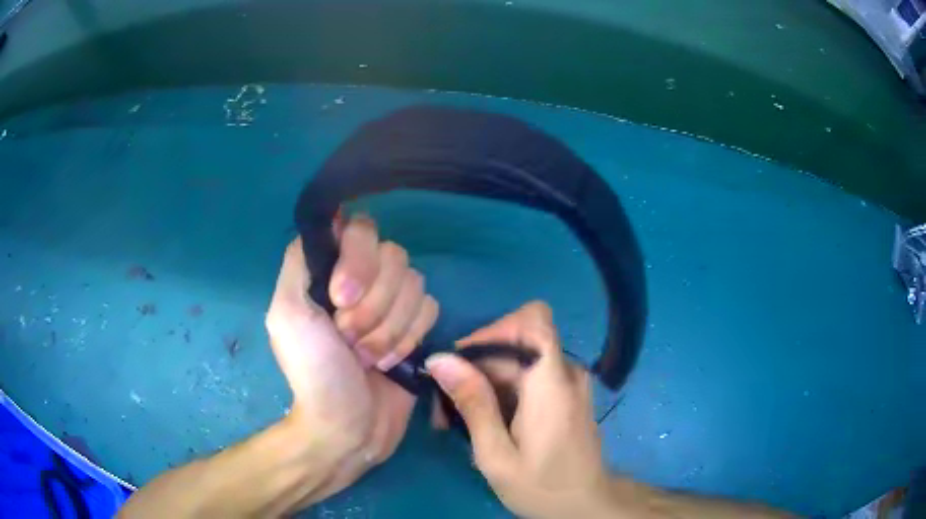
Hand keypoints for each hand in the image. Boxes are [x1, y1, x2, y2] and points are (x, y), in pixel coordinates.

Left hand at [265, 215, 436, 503]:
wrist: (350, 425)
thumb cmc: (314, 372)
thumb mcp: (287, 313)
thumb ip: (300, 261)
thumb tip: (332, 221)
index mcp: (328, 269)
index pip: (359, 228)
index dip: (358, 261)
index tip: (341, 301)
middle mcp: (362, 277)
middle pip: (394, 256)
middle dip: (373, 307)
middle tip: (349, 340)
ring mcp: (392, 301)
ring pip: (415, 283)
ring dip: (390, 328)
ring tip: (367, 357)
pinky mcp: (416, 324)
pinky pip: (430, 307)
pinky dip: (409, 337)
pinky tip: (391, 362)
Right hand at [426, 302, 611, 518]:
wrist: (585, 505)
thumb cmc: (542, 487)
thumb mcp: (496, 454)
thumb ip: (472, 403)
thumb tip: (440, 359)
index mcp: (552, 383)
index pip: (533, 319)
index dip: (495, 329)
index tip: (463, 362)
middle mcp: (565, 372)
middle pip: (515, 344)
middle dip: (474, 368)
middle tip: (443, 409)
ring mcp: (568, 382)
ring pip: (517, 360)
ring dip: (483, 382)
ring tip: (455, 421)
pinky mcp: (565, 394)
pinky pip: (528, 376)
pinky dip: (501, 391)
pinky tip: (482, 422)